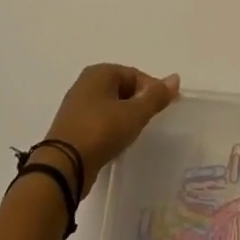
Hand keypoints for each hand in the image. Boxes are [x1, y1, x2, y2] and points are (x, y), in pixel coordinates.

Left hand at [40, 64, 180, 197]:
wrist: (63, 166)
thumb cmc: (101, 131)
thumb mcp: (134, 113)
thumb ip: (156, 96)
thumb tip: (175, 78)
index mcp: (99, 73)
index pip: (135, 75)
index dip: (153, 90)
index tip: (165, 109)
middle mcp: (85, 84)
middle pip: (122, 89)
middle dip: (138, 104)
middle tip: (150, 122)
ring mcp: (76, 107)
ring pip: (110, 106)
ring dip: (125, 117)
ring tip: (135, 133)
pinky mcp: (72, 128)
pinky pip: (99, 122)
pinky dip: (111, 128)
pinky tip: (117, 142)